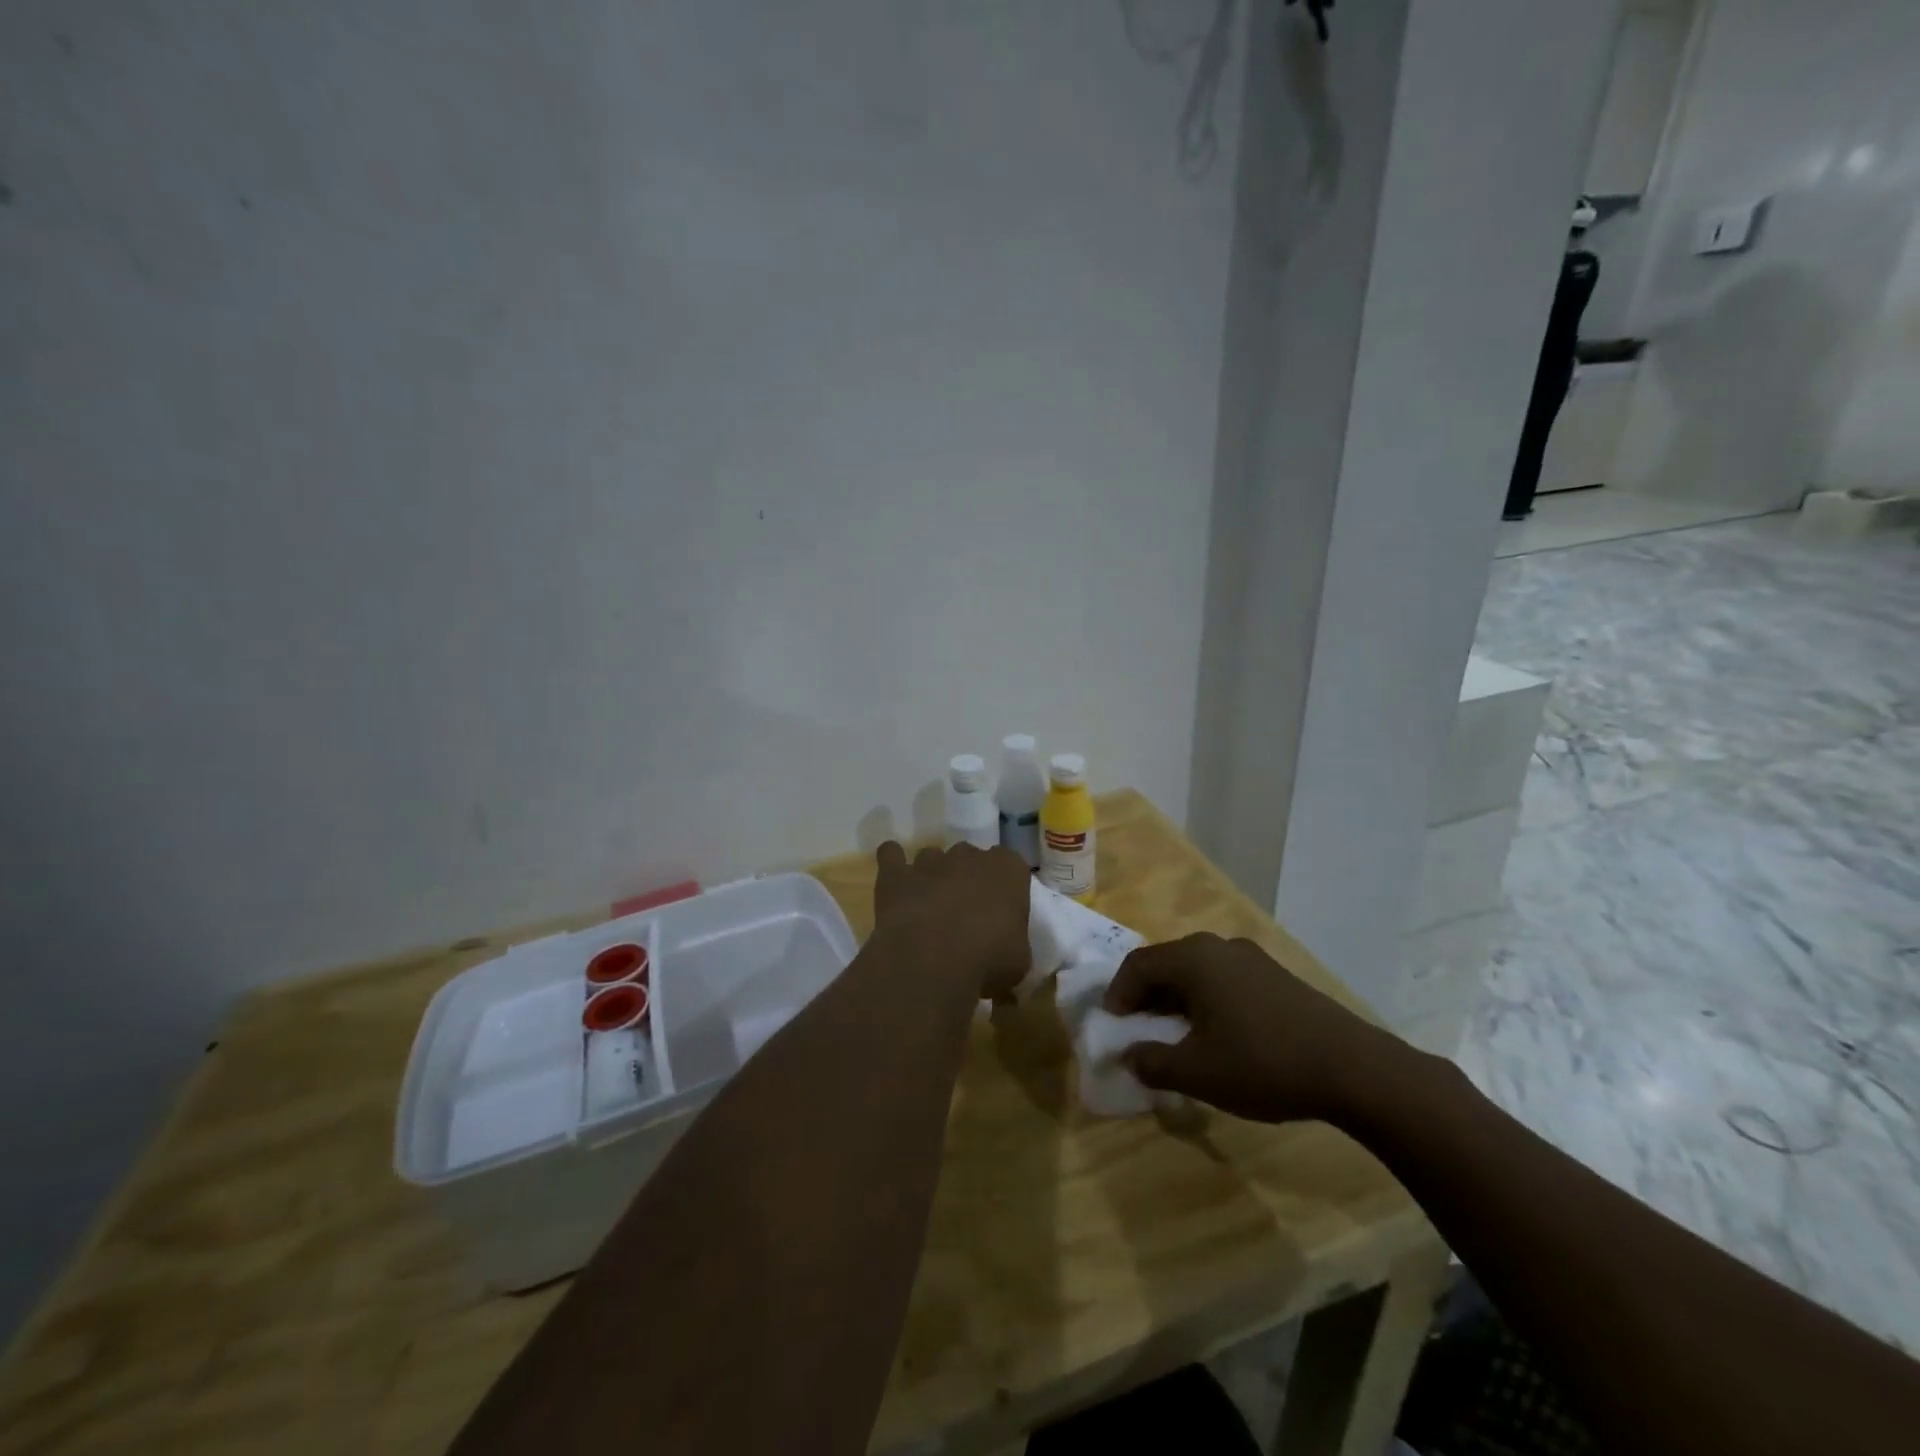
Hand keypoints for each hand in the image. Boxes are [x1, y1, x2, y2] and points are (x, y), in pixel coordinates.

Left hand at [873, 842, 1031, 999]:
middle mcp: (969, 856)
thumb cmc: (988, 959)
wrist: (934, 959)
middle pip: (970, 857)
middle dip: (967, 878)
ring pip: (932, 856)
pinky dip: (892, 862)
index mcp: (1008, 869)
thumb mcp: (1018, 962)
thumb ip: (1013, 946)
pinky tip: (895, 881)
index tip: (1000, 911)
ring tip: (929, 906)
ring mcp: (930, 860)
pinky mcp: (896, 873)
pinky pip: (891, 854)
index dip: (1004, 886)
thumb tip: (1004, 955)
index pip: (1011, 865)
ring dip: (932, 875)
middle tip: (965, 912)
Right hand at [1103, 933, 1408, 1122]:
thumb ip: (1153, 1063)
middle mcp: (1219, 946)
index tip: (1112, 1023)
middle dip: (1146, 994)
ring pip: (1198, 970)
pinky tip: (1217, 1032)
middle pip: (1168, 961)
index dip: (1119, 992)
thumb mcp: (1198, 1072)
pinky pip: (1224, 978)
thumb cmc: (1263, 1063)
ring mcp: (1252, 958)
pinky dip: (1206, 999)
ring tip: (1175, 1032)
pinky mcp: (1276, 975)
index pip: (1138, 964)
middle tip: (1138, 1026)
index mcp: (1194, 958)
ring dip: (1177, 997)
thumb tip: (1128, 1056)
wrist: (1353, 1068)